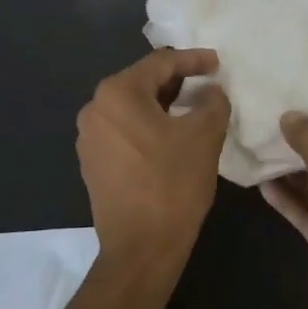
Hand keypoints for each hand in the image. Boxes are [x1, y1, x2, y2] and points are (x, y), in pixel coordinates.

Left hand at [76, 49, 230, 275]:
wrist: (141, 248)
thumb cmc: (173, 183)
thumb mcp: (205, 135)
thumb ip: (213, 102)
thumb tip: (211, 91)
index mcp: (117, 94)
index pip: (161, 63)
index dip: (194, 59)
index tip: (218, 63)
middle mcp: (95, 109)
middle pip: (143, 83)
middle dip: (178, 82)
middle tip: (208, 84)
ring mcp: (89, 138)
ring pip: (133, 108)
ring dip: (163, 105)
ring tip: (193, 109)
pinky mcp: (92, 163)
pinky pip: (124, 131)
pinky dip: (149, 127)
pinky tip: (171, 137)